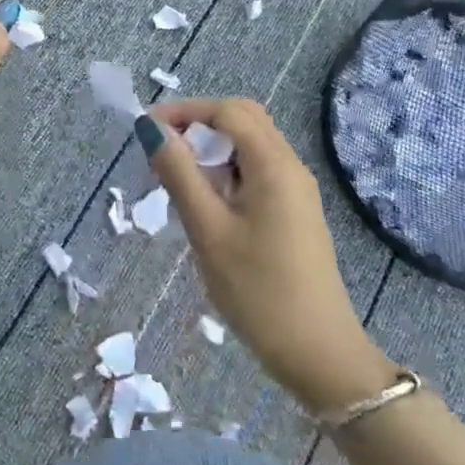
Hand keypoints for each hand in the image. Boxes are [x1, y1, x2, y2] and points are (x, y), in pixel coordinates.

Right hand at [140, 98, 396, 411]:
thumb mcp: (207, 230)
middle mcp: (290, 166)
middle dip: (199, 124)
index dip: (184, 111)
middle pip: (243, 119)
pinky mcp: (295, 211)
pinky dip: (227, 169)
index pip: (227, 111)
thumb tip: (150, 128)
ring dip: (212, 147)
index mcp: (273, 164)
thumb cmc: (257, 290)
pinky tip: (207, 202)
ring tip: (177, 177)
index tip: (146, 130)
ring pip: (250, 145)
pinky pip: (257, 170)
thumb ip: (178, 173)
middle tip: (162, 149)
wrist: (318, 354)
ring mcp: (296, 189)